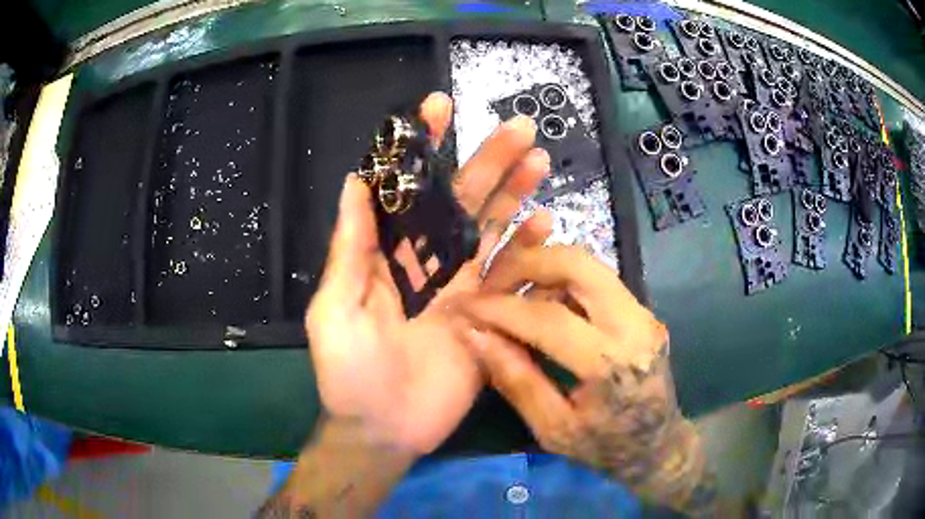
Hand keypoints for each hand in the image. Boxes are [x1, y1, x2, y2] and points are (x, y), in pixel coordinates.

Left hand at [305, 92, 551, 454]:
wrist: (383, 428)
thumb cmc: (350, 370)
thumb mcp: (336, 306)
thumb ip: (351, 247)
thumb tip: (355, 181)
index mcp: (390, 255)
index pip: (410, 190)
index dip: (423, 147)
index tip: (439, 107)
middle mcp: (430, 263)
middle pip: (463, 202)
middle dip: (488, 162)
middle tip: (517, 128)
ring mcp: (465, 289)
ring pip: (495, 231)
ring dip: (517, 196)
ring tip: (538, 162)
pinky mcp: (491, 318)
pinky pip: (516, 278)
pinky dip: (532, 251)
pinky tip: (549, 224)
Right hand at [454, 245, 716, 515]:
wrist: (659, 445)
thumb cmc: (604, 446)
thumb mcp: (552, 427)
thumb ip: (514, 378)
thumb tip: (475, 334)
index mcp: (610, 363)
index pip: (549, 317)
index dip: (501, 307)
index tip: (466, 305)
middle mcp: (633, 326)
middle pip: (577, 264)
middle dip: (526, 263)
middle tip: (492, 283)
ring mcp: (643, 313)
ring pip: (588, 264)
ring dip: (544, 269)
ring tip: (512, 293)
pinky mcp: (642, 310)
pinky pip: (597, 280)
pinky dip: (562, 281)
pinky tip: (542, 303)